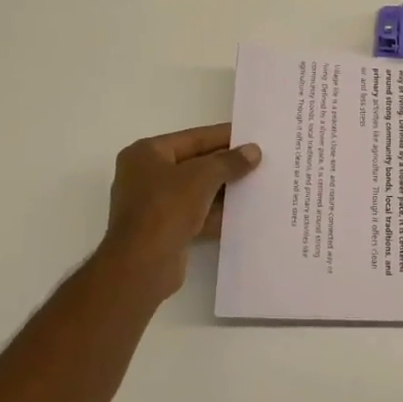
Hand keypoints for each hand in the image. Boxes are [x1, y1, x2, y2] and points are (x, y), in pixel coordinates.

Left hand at [99, 124, 261, 301]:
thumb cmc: (166, 209)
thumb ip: (229, 162)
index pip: (192, 138)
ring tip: (258, 184)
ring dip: (224, 190)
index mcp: (146, 153)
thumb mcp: (202, 177)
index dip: (224, 136)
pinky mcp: (165, 230)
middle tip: (260, 161)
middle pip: (194, 164)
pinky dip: (216, 213)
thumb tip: (253, 151)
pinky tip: (244, 212)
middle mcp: (146, 175)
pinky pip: (196, 214)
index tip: (252, 136)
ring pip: (196, 191)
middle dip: (226, 165)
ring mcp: (154, 204)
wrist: (142, 265)